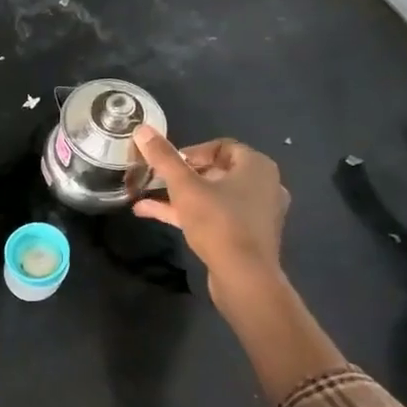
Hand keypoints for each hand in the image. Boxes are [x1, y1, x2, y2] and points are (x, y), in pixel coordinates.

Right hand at [131, 126, 288, 307]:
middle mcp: (263, 185)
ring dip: (181, 196)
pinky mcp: (247, 236)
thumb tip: (142, 129)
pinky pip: (216, 216)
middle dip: (182, 175)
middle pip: (217, 171)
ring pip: (214, 196)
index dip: (190, 152)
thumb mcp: (185, 187)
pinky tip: (156, 216)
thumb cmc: (218, 223)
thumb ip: (163, 158)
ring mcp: (256, 213)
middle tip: (158, 180)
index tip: (167, 164)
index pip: (222, 146)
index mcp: (257, 166)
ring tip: (147, 198)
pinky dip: (190, 213)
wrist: (244, 277)